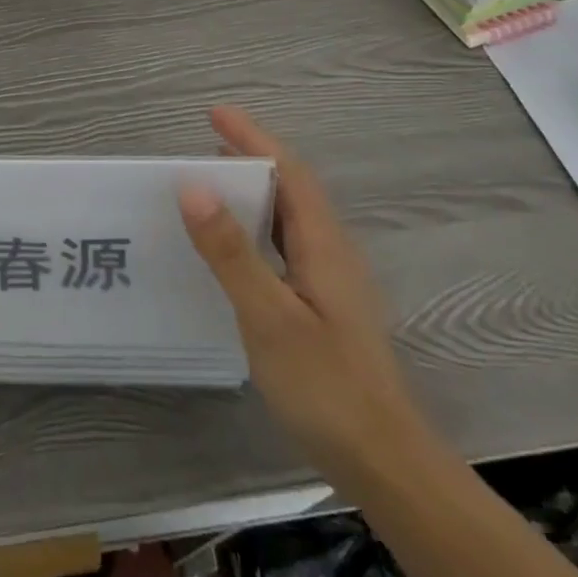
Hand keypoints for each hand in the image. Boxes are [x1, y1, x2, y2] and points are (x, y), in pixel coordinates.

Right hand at [178, 106, 425, 486]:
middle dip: (251, 158)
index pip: (289, 172)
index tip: (215, 113)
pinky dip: (256, 227)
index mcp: (323, 244)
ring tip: (210, 187)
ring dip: (253, 192)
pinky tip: (234, 249)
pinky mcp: (324, 307)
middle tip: (203, 146)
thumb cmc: (326, 386)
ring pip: (290, 218)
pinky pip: (286, 245)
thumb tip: (193, 186)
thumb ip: (231, 251)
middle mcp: (331, 253)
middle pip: (292, 189)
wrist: (384, 463)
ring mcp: (331, 282)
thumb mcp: (268, 316)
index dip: (253, 138)